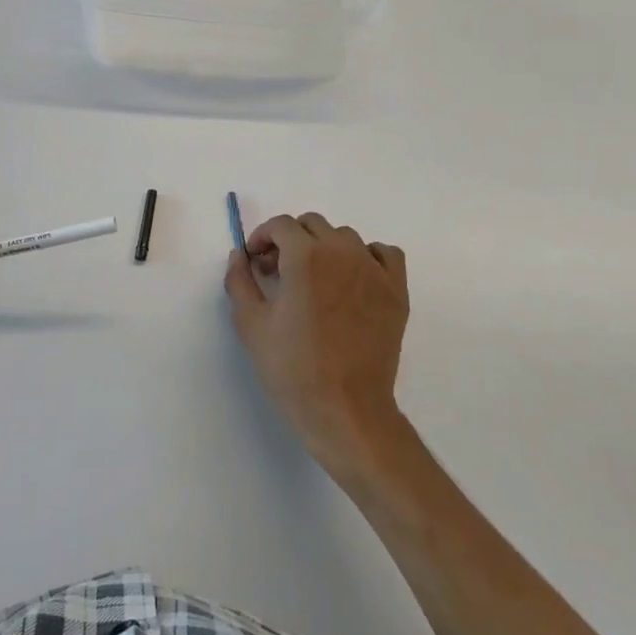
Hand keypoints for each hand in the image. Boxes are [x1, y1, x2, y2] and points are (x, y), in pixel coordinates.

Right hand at [224, 212, 410, 476]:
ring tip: (314, 280)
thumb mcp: (251, 323)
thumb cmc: (292, 368)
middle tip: (278, 273)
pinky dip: (367, 256)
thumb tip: (240, 255)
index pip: (281, 225)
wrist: (344, 408)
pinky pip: (384, 254)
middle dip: (290, 241)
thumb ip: (239, 280)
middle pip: (313, 225)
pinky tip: (353, 279)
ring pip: (346, 238)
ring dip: (325, 248)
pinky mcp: (396, 290)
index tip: (256, 262)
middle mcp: (342, 251)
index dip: (263, 238)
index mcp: (305, 255)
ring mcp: (374, 269)